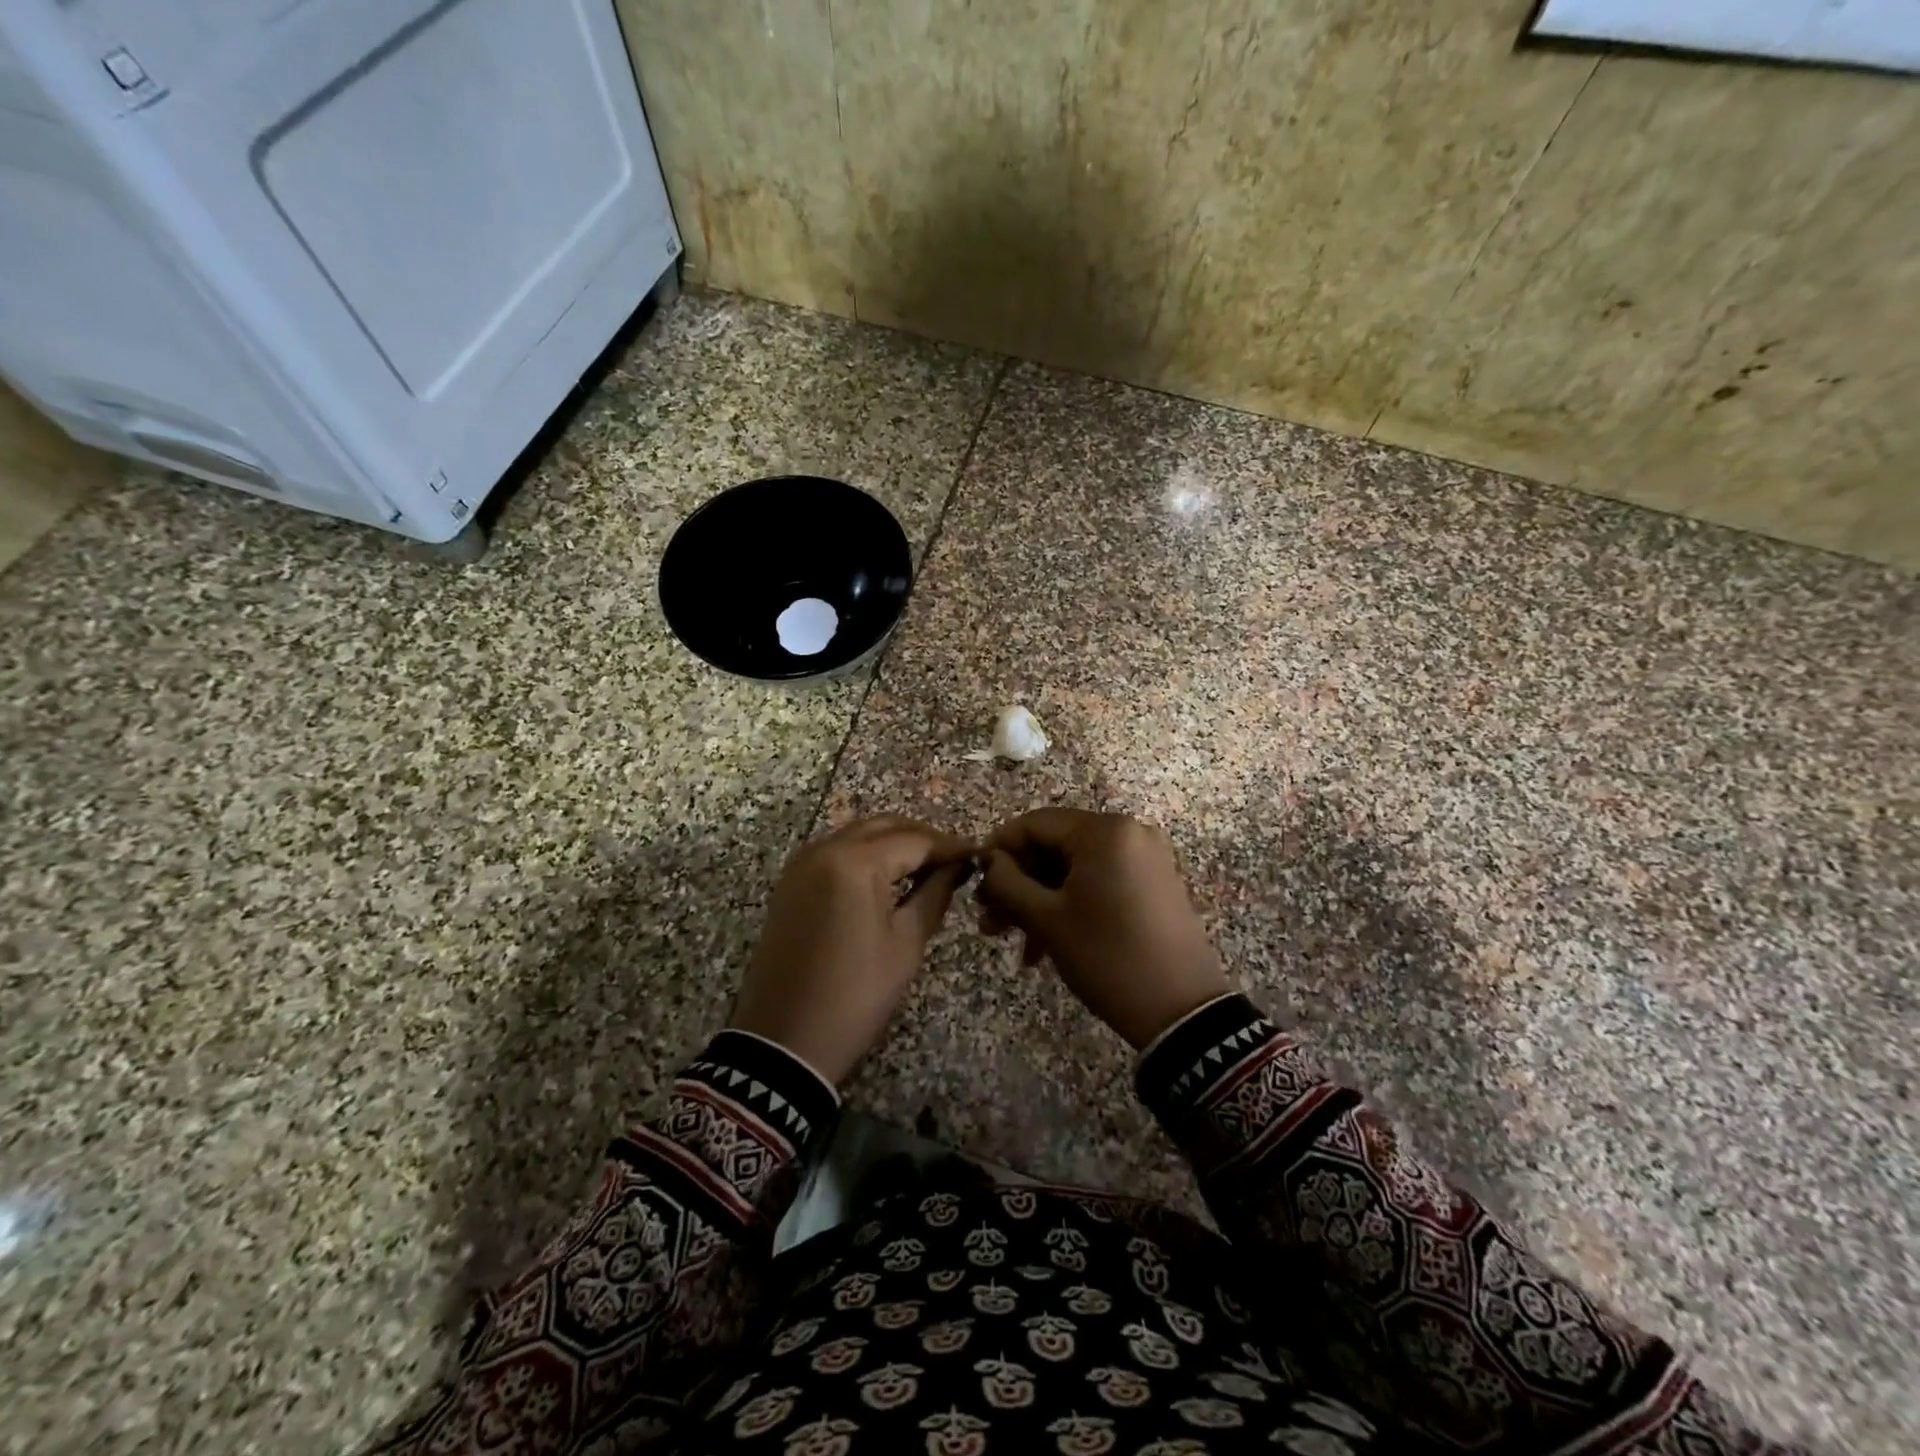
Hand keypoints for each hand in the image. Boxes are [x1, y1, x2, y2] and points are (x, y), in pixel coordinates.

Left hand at [733, 816, 975, 1083]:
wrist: (782, 1042)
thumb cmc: (855, 995)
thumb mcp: (906, 945)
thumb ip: (934, 894)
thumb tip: (957, 867)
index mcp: (855, 862)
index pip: (915, 840)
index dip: (950, 847)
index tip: (979, 856)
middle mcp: (825, 848)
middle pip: (885, 826)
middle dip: (922, 839)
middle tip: (954, 862)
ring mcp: (802, 863)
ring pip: (859, 834)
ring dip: (894, 843)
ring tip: (926, 869)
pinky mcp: (791, 882)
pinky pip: (836, 851)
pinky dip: (866, 854)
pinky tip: (888, 877)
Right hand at [977, 809, 1228, 1049]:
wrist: (1182, 1011)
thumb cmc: (1107, 956)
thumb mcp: (1047, 919)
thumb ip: (1008, 882)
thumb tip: (988, 860)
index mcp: (1105, 831)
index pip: (1035, 823)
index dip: (999, 848)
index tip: (973, 879)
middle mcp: (1128, 832)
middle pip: (1055, 846)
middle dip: (1018, 883)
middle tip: (987, 919)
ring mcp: (1145, 858)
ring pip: (1074, 868)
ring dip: (1039, 900)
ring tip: (1009, 939)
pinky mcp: (1153, 884)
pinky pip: (1099, 882)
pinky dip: (1069, 905)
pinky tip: (1043, 946)